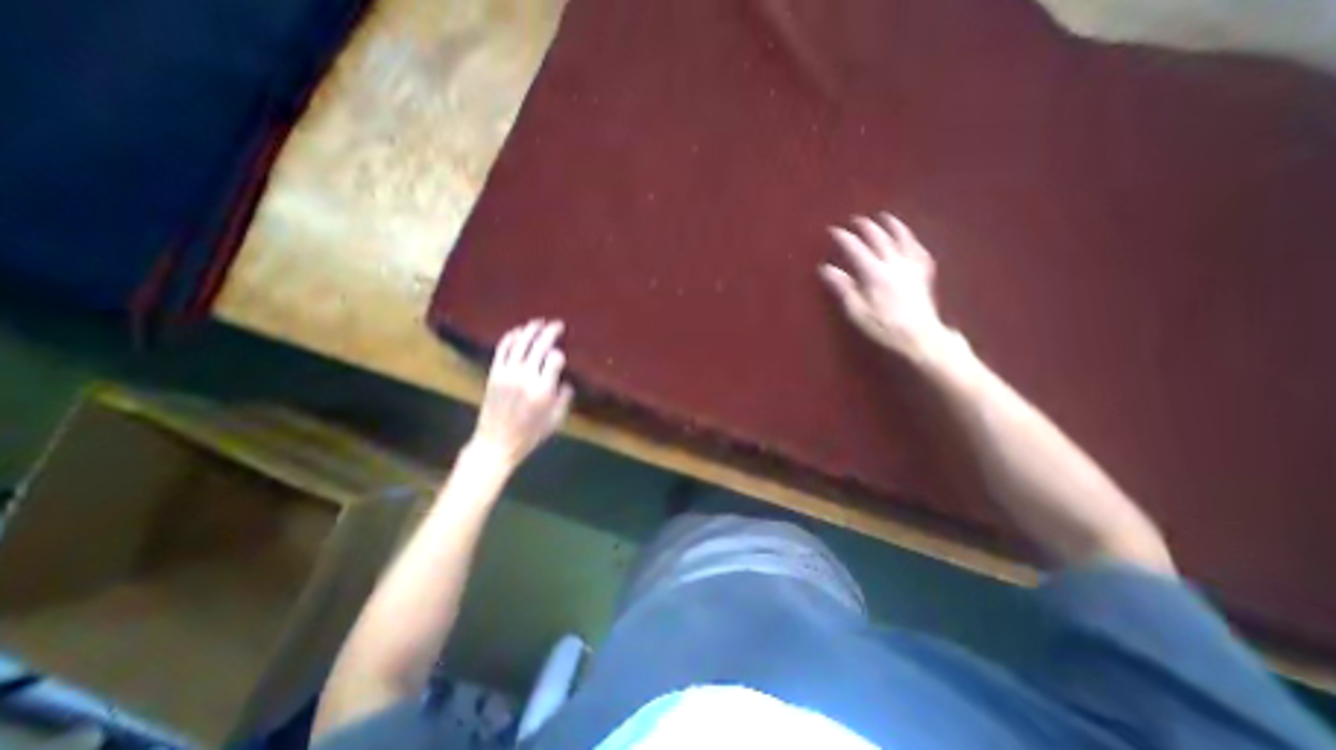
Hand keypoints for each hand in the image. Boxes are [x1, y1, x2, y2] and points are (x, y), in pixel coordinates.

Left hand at [469, 319, 572, 471]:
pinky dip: (510, 338)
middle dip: (550, 332)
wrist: (496, 443)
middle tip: (558, 324)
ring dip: (531, 330)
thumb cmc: (530, 434)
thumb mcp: (557, 420)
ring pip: (521, 344)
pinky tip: (518, 332)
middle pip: (539, 346)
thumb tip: (564, 380)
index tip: (562, 356)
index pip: (555, 359)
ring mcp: (507, 374)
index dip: (560, 355)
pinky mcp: (494, 374)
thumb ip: (565, 397)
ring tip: (539, 322)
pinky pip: (502, 350)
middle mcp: (525, 377)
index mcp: (543, 389)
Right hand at [814, 210, 947, 356]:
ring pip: (902, 238)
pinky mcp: (923, 273)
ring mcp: (911, 266)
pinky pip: (918, 249)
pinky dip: (911, 240)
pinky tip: (909, 238)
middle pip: (879, 238)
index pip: (856, 248)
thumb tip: (825, 268)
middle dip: (866, 227)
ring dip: (891, 225)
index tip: (833, 230)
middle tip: (856, 220)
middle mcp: (894, 263)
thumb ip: (842, 287)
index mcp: (874, 273)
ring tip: (884, 217)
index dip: (844, 238)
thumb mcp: (856, 310)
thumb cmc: (882, 326)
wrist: (919, 335)